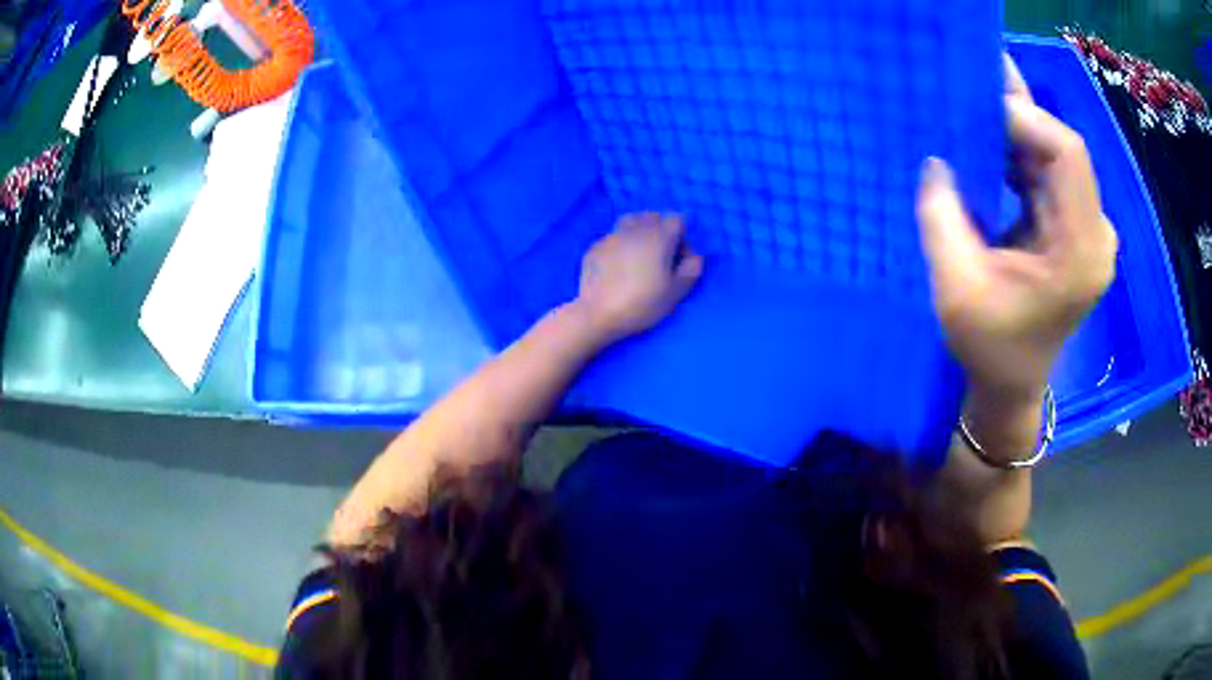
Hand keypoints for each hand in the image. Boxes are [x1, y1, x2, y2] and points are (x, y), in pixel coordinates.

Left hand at [574, 212, 703, 343]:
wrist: (598, 314)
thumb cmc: (642, 303)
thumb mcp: (676, 292)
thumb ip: (691, 269)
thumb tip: (695, 256)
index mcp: (658, 237)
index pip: (677, 220)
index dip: (682, 237)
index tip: (678, 257)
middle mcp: (635, 229)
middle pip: (653, 217)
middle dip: (660, 231)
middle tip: (660, 257)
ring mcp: (611, 236)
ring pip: (630, 222)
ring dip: (639, 233)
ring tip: (639, 256)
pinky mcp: (594, 247)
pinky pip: (613, 238)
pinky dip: (619, 246)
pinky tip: (617, 267)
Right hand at [916, 57, 1117, 404]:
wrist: (1013, 382)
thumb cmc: (990, 348)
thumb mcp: (956, 288)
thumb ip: (943, 218)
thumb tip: (936, 160)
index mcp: (1079, 252)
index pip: (1068, 155)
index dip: (1027, 118)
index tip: (977, 109)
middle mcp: (1094, 233)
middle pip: (1063, 148)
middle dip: (1016, 117)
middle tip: (968, 89)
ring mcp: (1088, 228)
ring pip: (1056, 154)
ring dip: (1016, 130)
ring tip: (973, 108)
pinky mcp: (1075, 227)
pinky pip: (1051, 172)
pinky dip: (1020, 152)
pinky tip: (990, 143)